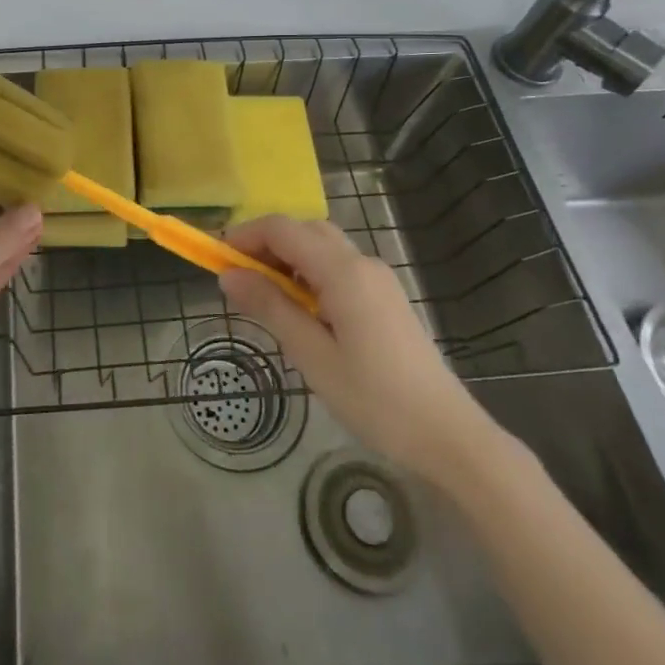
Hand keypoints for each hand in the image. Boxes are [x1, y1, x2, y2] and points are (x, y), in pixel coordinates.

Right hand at [220, 217, 504, 484]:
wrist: (448, 435)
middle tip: (237, 277)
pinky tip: (300, 310)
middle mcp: (363, 263)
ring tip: (263, 295)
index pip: (283, 230)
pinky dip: (309, 273)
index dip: (245, 236)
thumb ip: (270, 308)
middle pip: (304, 230)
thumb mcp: (312, 356)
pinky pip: (339, 267)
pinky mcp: (386, 298)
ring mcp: (378, 279)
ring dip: (288, 258)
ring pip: (323, 247)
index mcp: (344, 272)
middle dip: (265, 244)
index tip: (215, 258)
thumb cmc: (375, 399)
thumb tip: (228, 275)